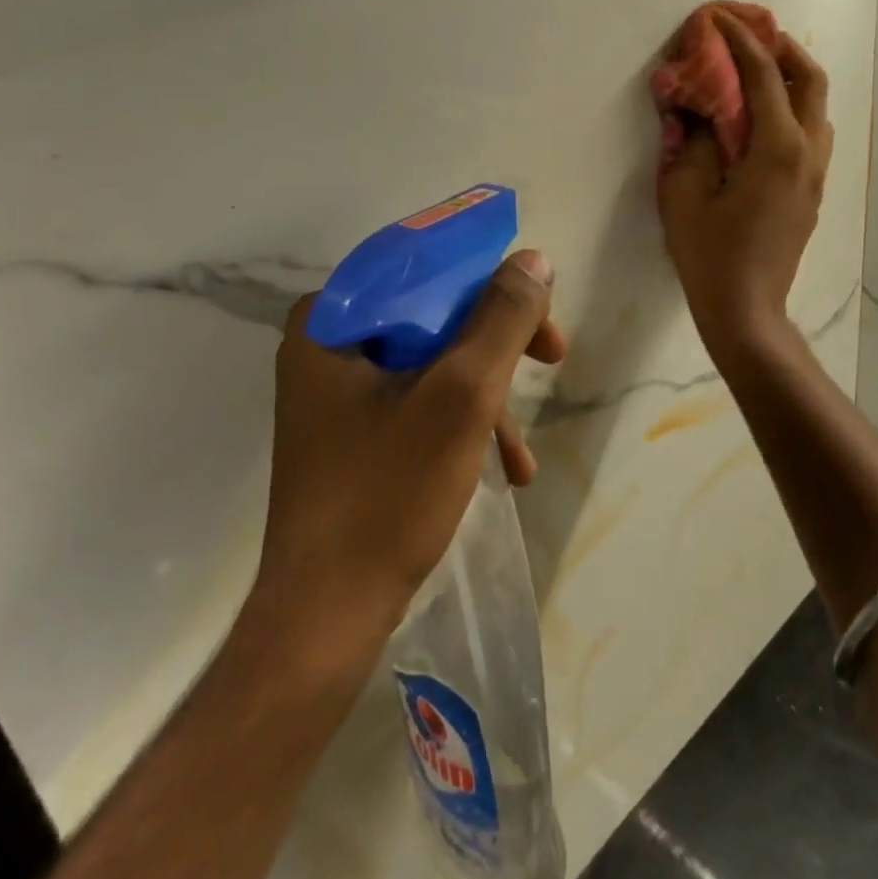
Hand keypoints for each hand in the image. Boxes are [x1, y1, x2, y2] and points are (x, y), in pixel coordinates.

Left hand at [256, 250, 566, 649]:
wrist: (326, 617)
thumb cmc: (387, 494)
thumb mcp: (461, 396)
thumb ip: (501, 320)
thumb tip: (533, 261)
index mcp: (330, 320)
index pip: (422, 266)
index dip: (488, 279)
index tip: (537, 310)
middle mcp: (325, 345)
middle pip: (431, 315)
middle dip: (496, 345)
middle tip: (552, 358)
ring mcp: (334, 394)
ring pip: (430, 363)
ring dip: (486, 397)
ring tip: (522, 454)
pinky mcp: (350, 435)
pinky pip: (416, 404)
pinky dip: (461, 426)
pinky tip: (504, 470)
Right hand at [657, 12, 832, 350]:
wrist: (746, 310)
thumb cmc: (709, 255)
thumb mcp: (683, 195)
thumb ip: (690, 142)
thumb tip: (692, 110)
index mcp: (777, 148)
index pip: (764, 76)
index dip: (741, 41)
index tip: (720, 19)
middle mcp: (808, 152)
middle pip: (811, 80)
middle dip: (783, 48)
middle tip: (752, 37)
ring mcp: (816, 174)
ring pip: (818, 107)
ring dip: (792, 79)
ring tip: (758, 73)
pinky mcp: (812, 192)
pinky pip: (812, 133)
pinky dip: (793, 109)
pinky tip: (762, 120)